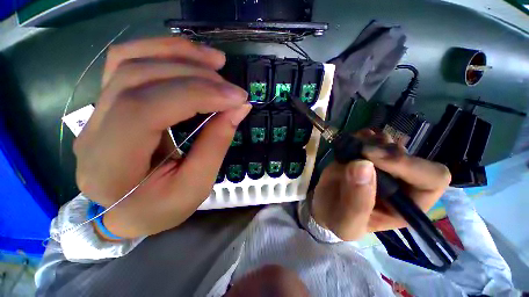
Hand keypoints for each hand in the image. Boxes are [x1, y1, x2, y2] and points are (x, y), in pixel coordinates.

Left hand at [74, 37, 250, 237]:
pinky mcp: (108, 101)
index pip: (146, 110)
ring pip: (129, 60)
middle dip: (195, 75)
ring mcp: (96, 111)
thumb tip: (239, 108)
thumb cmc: (161, 208)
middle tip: (232, 87)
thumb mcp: (196, 185)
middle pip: (137, 78)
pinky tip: (190, 58)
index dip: (197, 95)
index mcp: (110, 165)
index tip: (236, 97)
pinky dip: (163, 52)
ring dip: (178, 54)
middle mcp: (92, 131)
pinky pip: (128, 61)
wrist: (126, 211)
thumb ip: (217, 143)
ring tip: (215, 61)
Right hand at [311, 130, 450, 240]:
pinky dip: (363, 136)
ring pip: (391, 143)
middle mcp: (401, 183)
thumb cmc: (339, 220)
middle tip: (359, 151)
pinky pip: (373, 138)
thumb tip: (362, 164)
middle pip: (409, 155)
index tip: (371, 157)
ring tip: (353, 148)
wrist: (324, 206)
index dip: (407, 164)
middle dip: (384, 150)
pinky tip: (352, 142)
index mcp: (408, 205)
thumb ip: (357, 201)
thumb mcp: (347, 222)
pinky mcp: (366, 156)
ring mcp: (383, 166)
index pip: (431, 179)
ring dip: (372, 141)